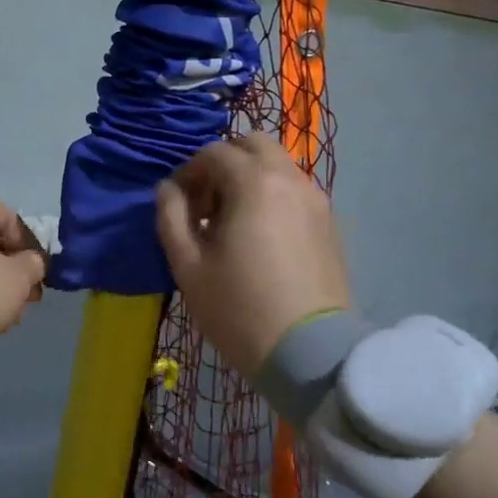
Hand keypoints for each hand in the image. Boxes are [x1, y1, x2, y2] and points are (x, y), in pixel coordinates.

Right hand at [155, 135, 348, 378]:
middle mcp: (290, 180)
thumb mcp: (188, 265)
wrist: (309, 353)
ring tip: (230, 223)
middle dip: (223, 163)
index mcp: (254, 183)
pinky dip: (271, 195)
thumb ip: (170, 217)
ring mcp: (316, 201)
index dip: (188, 173)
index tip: (178, 205)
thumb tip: (167, 189)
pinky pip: (294, 191)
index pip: (213, 153)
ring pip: (277, 166)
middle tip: (206, 202)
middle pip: (253, 144)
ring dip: (248, 178)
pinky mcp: (330, 224)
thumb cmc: (238, 308)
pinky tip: (258, 237)